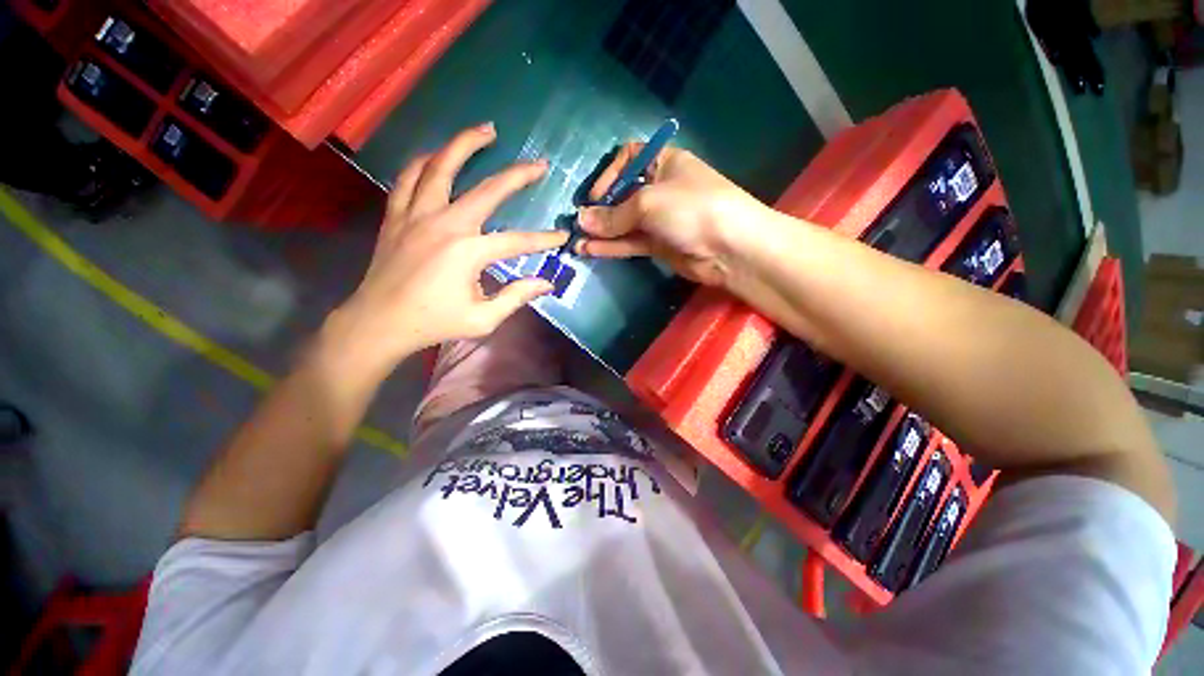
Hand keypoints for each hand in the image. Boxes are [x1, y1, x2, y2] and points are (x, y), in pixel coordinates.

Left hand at [332, 123, 568, 367]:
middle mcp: (444, 224)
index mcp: (468, 252)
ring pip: (441, 166)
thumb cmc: (434, 323)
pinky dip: (424, 161)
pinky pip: (409, 177)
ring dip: (465, 144)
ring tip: (487, 130)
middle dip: (518, 175)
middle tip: (539, 163)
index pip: (517, 241)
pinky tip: (437, 154)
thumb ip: (516, 297)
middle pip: (487, 190)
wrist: (379, 322)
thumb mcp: (483, 319)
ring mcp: (415, 214)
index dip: (544, 239)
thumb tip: (546, 283)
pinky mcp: (396, 215)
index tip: (562, 237)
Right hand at [575, 142, 772, 285]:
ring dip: (602, 232)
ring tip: (576, 241)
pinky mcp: (661, 244)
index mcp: (664, 163)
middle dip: (601, 210)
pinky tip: (590, 250)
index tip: (594, 196)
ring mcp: (661, 219)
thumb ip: (613, 215)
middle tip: (578, 224)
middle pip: (624, 195)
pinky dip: (612, 246)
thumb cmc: (690, 208)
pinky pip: (631, 242)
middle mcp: (661, 189)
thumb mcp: (648, 203)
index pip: (629, 158)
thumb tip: (581, 220)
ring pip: (626, 223)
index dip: (610, 174)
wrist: (729, 247)